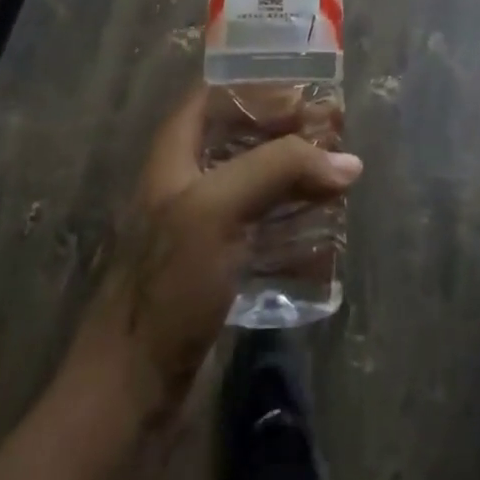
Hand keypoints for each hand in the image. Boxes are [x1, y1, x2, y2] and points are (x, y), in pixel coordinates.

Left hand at [64, 84, 363, 423]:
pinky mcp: (219, 268)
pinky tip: (325, 227)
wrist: (132, 390)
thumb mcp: (219, 207)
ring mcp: (203, 227)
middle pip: (241, 137)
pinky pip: (263, 229)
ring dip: (295, 175)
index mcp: (174, 154)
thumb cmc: (168, 282)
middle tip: (334, 133)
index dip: (257, 89)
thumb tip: (347, 161)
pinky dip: (294, 220)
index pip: (214, 96)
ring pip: (255, 183)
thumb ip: (280, 169)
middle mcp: (188, 181)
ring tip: (338, 175)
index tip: (304, 94)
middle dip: (287, 131)